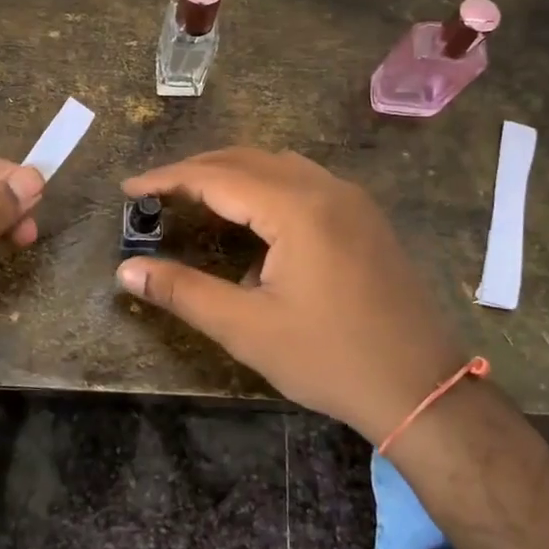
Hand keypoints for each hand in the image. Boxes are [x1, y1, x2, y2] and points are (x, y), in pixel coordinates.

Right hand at [119, 148, 464, 442]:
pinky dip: (265, 185)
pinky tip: (252, 216)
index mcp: (297, 208)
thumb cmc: (329, 359)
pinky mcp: (364, 216)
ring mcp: (351, 199)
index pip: (216, 176)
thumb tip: (127, 270)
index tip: (128, 187)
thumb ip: (183, 292)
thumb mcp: (247, 329)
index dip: (167, 179)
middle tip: (154, 192)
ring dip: (231, 173)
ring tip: (194, 196)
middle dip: (196, 171)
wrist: (421, 388)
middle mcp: (326, 188)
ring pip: (277, 165)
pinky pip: (304, 180)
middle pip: (246, 160)